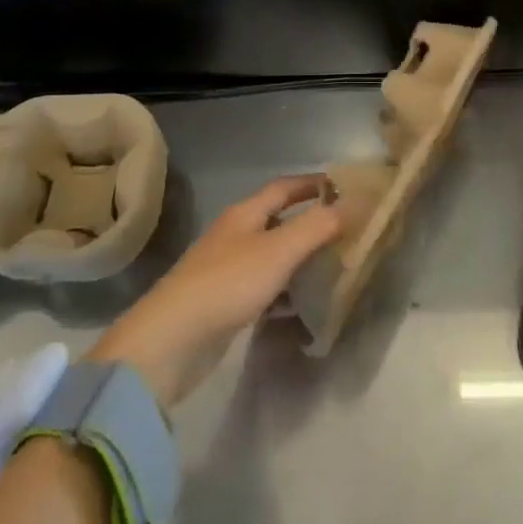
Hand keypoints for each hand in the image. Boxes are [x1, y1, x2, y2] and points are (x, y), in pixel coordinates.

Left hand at [88, 176, 342, 409]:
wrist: (172, 340)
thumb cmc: (229, 283)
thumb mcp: (279, 250)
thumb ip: (316, 226)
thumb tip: (350, 205)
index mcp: (245, 214)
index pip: (283, 187)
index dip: (312, 183)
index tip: (343, 187)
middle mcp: (235, 235)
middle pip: (278, 220)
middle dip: (310, 222)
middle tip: (346, 230)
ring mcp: (227, 270)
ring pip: (272, 255)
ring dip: (301, 258)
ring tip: (334, 267)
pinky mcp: (225, 303)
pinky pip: (264, 287)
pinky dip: (286, 290)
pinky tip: (304, 305)